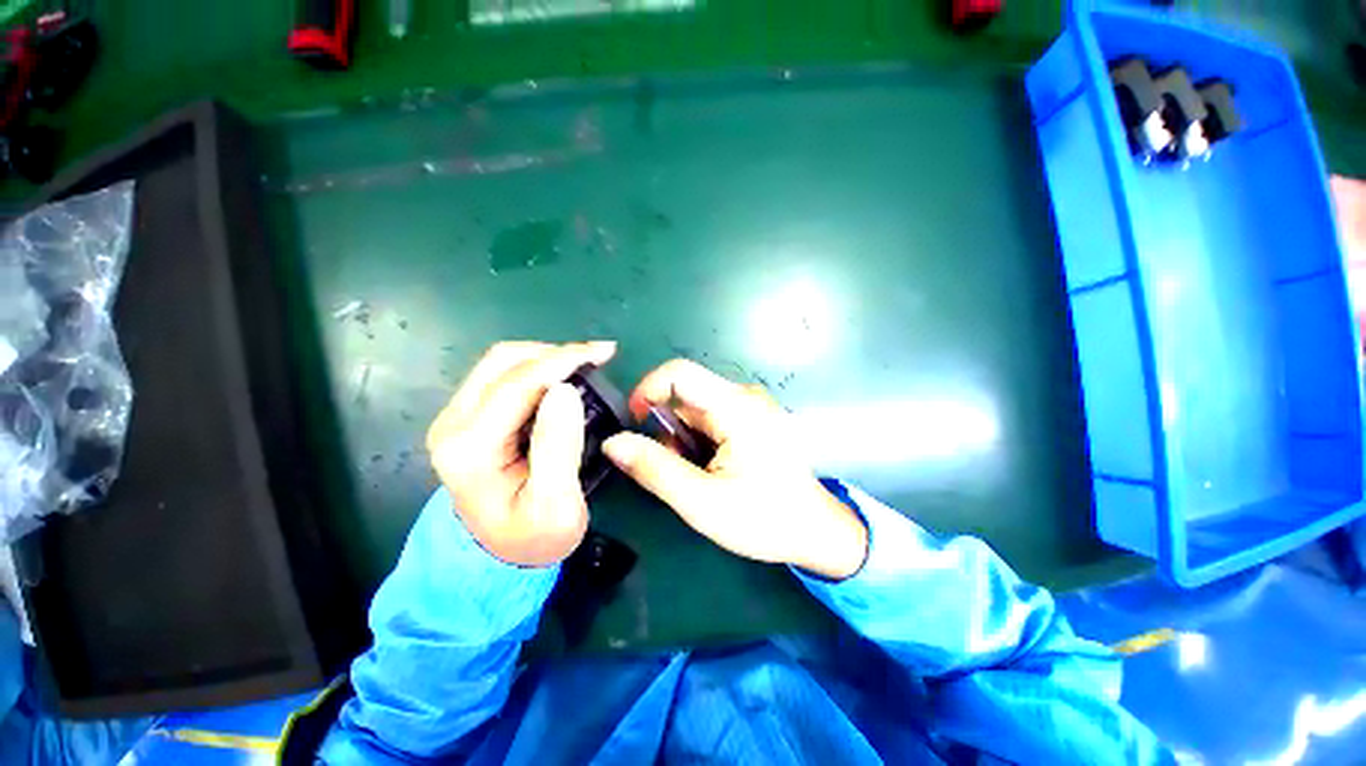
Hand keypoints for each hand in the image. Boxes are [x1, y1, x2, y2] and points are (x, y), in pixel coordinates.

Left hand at [426, 341, 615, 566]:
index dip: (564, 360)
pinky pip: (501, 376)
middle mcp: (452, 425)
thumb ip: (559, 447)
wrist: (500, 555)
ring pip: (500, 363)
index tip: (604, 352)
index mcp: (471, 449)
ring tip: (584, 364)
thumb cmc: (534, 537)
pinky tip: (563, 376)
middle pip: (503, 362)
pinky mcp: (466, 418)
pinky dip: (537, 368)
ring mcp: (455, 419)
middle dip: (555, 352)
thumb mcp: (557, 504)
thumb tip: (565, 390)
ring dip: (546, 357)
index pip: (518, 384)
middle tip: (598, 356)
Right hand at [602, 360, 867, 579]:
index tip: (636, 425)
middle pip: (686, 395)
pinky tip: (713, 469)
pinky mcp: (754, 418)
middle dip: (668, 429)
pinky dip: (700, 440)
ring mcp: (752, 406)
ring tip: (699, 475)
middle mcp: (744, 396)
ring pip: (696, 409)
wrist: (816, 532)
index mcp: (736, 407)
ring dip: (684, 438)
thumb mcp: (701, 501)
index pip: (678, 373)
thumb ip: (654, 469)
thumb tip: (613, 443)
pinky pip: (712, 417)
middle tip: (675, 468)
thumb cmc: (764, 519)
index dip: (647, 390)